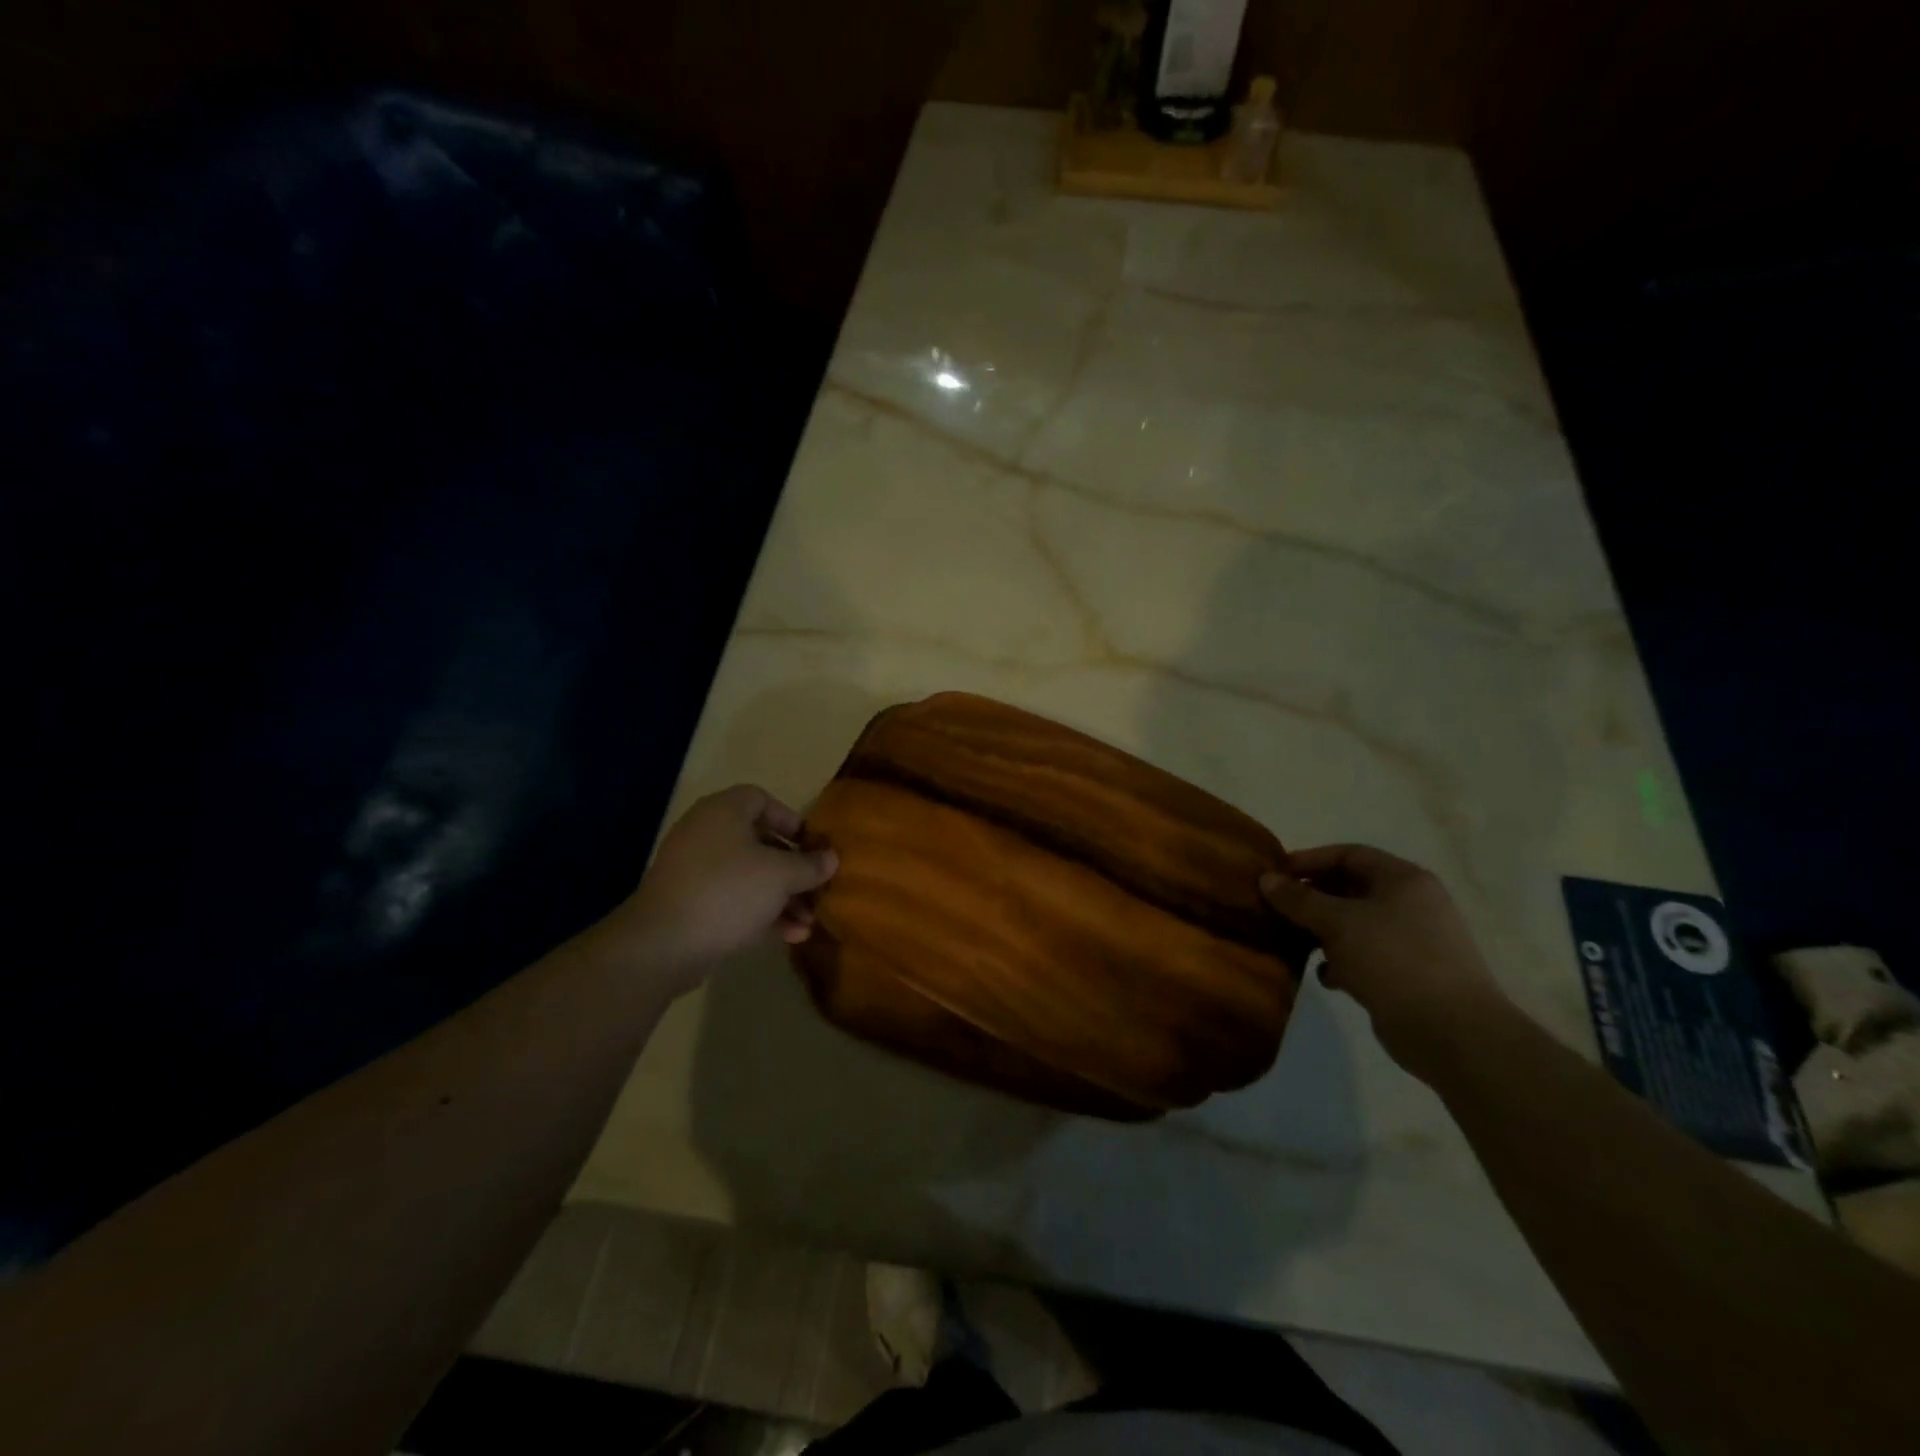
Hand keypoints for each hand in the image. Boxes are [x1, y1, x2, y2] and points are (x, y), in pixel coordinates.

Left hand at [593, 785, 838, 992]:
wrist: (663, 943)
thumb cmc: (728, 891)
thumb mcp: (781, 875)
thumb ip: (810, 865)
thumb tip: (831, 859)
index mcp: (724, 812)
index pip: (761, 799)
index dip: (791, 820)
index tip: (812, 846)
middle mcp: (707, 833)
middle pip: (760, 843)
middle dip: (794, 869)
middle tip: (817, 889)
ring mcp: (695, 870)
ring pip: (750, 876)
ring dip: (783, 898)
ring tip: (808, 922)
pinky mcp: (690, 904)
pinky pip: (734, 900)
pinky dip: (761, 913)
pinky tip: (789, 936)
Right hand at [1259, 845, 1506, 1080]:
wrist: (1452, 1032)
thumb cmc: (1393, 959)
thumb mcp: (1337, 922)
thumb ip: (1299, 899)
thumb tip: (1266, 879)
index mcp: (1404, 880)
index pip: (1349, 854)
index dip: (1310, 860)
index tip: (1276, 875)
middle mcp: (1412, 904)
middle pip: (1351, 888)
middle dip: (1313, 897)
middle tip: (1278, 908)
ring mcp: (1413, 940)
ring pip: (1356, 924)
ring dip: (1323, 931)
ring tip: (1294, 941)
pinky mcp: (1409, 974)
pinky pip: (1366, 955)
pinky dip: (1342, 961)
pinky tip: (1326, 977)